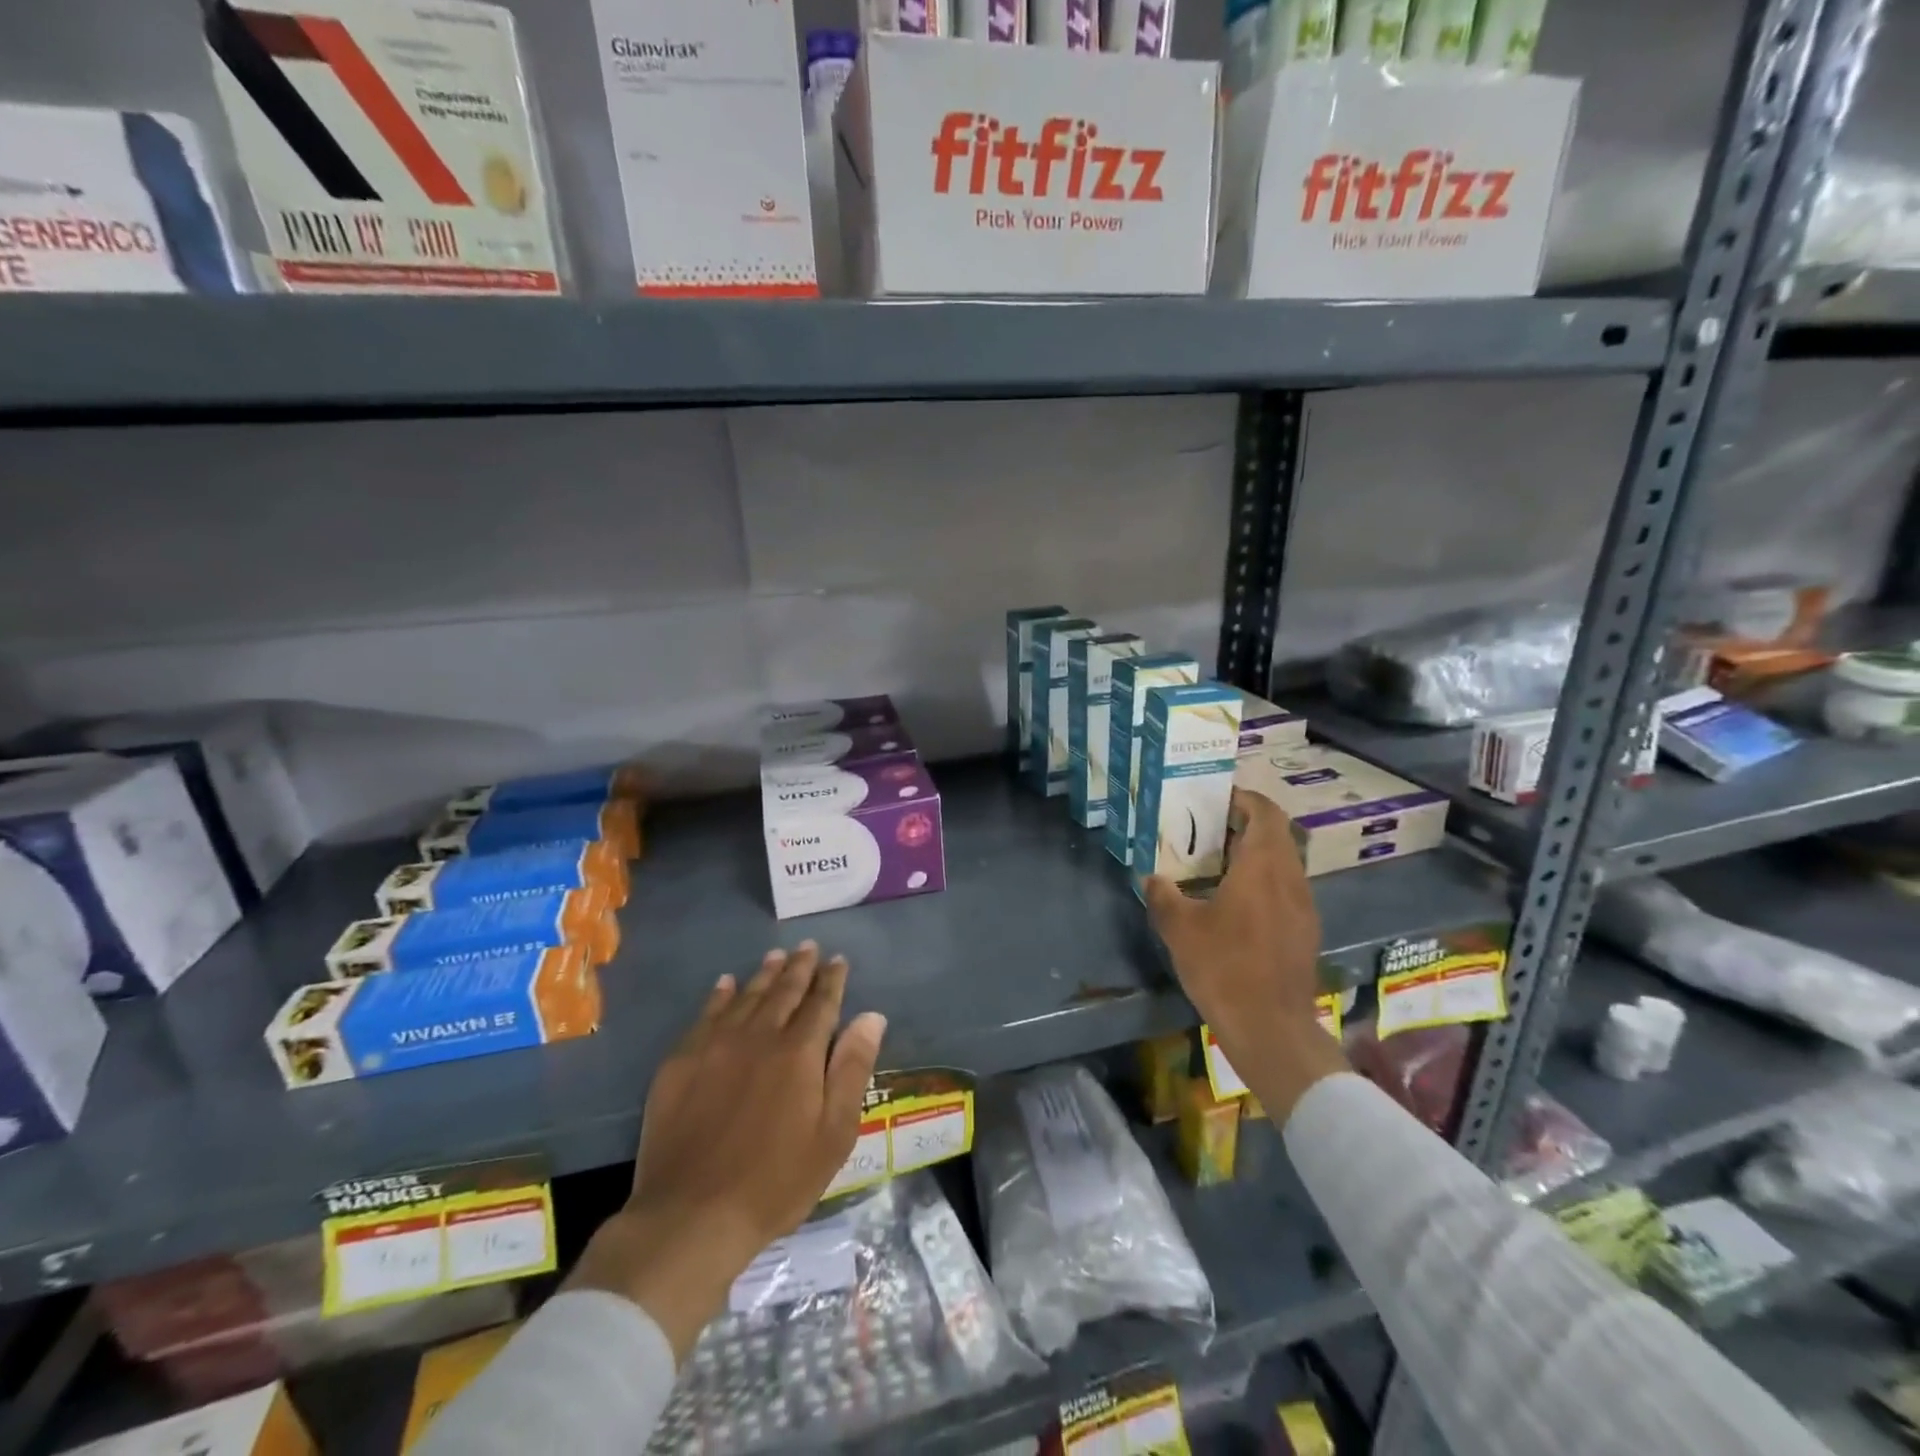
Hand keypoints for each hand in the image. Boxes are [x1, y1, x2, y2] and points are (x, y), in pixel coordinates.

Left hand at [567, 942, 885, 1358]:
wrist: (691, 1216)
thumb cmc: (776, 1182)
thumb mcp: (833, 1134)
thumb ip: (853, 1069)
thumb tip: (872, 1016)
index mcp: (799, 1052)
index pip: (821, 1002)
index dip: (832, 979)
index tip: (838, 960)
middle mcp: (759, 1035)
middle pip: (783, 991)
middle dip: (800, 967)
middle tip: (809, 947)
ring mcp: (715, 1045)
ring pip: (746, 996)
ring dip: (764, 974)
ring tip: (776, 956)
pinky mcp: (681, 1062)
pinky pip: (706, 1015)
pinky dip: (720, 995)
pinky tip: (726, 984)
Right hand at [1144, 788, 1347, 1123]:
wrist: (1271, 1028)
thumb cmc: (1224, 968)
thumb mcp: (1180, 930)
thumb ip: (1163, 896)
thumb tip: (1152, 878)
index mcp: (1262, 867)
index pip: (1265, 813)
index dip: (1244, 798)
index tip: (1217, 797)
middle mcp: (1290, 878)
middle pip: (1276, 834)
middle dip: (1246, 823)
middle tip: (1209, 827)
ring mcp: (1303, 906)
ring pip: (1283, 861)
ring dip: (1256, 852)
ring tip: (1219, 861)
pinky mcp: (1305, 930)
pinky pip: (1286, 887)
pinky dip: (1263, 878)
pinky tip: (1236, 901)